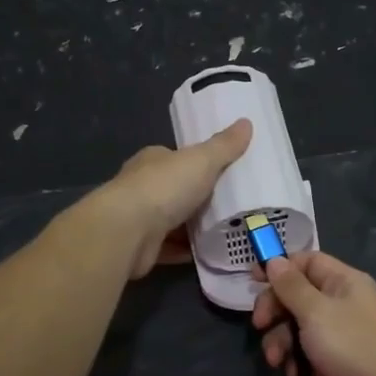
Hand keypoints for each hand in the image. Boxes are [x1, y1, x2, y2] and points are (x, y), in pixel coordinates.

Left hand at [96, 118, 251, 277]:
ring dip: (193, 227)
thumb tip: (246, 122)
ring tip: (226, 230)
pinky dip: (185, 250)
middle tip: (231, 204)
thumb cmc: (164, 187)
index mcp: (153, 160)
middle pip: (175, 190)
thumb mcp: (202, 160)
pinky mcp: (141, 247)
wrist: (128, 231)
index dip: (198, 163)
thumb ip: (224, 146)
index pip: (176, 158)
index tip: (222, 172)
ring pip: (172, 221)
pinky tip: (207, 253)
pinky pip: (169, 248)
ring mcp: (140, 218)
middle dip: (198, 197)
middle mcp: (143, 187)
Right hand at [252, 251, 375, 375]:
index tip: (253, 280)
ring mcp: (340, 335)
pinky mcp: (336, 363)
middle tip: (260, 325)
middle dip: (275, 310)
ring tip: (276, 360)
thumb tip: (274, 260)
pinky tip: (294, 374)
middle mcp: (342, 303)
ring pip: (298, 327)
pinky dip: (296, 361)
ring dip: (281, 341)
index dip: (280, 268)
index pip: (307, 262)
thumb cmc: (352, 345)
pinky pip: (307, 354)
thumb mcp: (315, 310)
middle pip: (297, 295)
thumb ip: (291, 286)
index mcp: (343, 281)